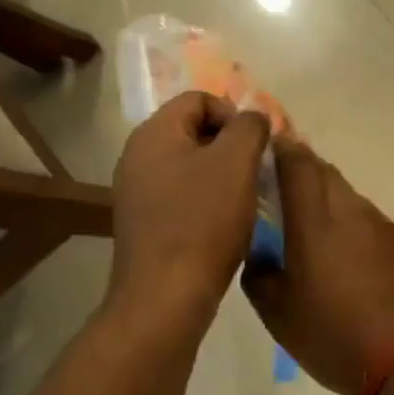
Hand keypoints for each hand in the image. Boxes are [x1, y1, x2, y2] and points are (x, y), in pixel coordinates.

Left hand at [111, 92, 270, 318]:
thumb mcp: (236, 162)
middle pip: (193, 130)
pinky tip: (226, 223)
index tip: (256, 146)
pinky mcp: (144, 223)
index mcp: (153, 133)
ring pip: (189, 165)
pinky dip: (207, 200)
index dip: (234, 114)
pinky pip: (181, 195)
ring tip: (246, 198)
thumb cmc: (203, 221)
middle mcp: (137, 156)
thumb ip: (249, 127)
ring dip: (222, 174)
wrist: (166, 295)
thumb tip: (253, 118)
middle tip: (256, 171)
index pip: (199, 99)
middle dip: (230, 145)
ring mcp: (137, 192)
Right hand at [243, 138, 393, 394]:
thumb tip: (260, 256)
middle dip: (306, 171)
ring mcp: (386, 228)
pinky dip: (358, 231)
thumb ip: (260, 275)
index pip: (298, 165)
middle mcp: (353, 212)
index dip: (283, 149)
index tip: (270, 147)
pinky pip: (375, 226)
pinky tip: (356, 261)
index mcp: (316, 222)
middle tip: (288, 187)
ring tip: (319, 230)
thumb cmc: (334, 336)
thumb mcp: (278, 315)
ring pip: (352, 200)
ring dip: (333, 202)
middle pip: (328, 174)